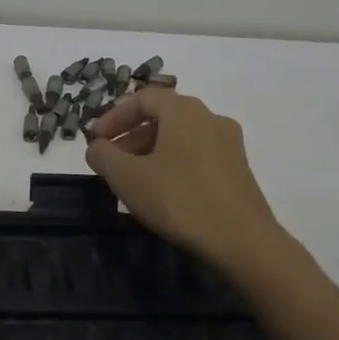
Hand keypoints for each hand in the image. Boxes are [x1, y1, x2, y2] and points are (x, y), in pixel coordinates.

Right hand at [86, 90, 294, 279]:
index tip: (95, 140)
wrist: (243, 241)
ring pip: (180, 137)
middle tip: (111, 161)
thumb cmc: (179, 199)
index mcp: (183, 110)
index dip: (113, 117)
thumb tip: (96, 147)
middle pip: (162, 116)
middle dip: (131, 136)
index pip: (141, 98)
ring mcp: (228, 143)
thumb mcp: (127, 177)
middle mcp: (209, 117)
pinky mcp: (239, 168)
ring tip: (134, 180)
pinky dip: (174, 163)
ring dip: (151, 151)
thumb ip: (103, 156)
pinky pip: (197, 154)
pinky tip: (163, 192)